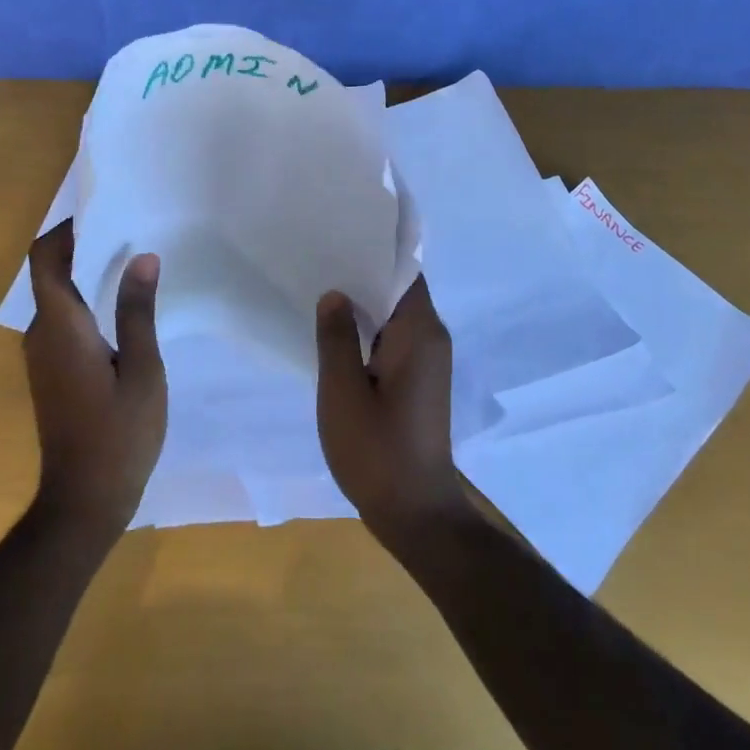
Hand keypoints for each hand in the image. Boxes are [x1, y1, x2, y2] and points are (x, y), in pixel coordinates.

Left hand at [24, 220, 167, 541]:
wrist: (83, 503)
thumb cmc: (118, 435)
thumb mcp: (143, 370)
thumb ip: (138, 311)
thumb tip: (142, 256)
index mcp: (61, 326)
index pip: (44, 259)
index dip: (64, 231)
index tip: (102, 213)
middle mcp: (42, 334)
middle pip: (50, 273)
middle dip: (82, 247)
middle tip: (129, 232)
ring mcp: (42, 356)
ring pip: (57, 298)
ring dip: (85, 275)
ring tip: (131, 263)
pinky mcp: (50, 373)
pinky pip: (62, 321)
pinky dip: (85, 302)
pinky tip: (121, 310)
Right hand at [315, 277, 473, 548]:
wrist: (416, 514)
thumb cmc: (377, 451)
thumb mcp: (343, 391)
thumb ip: (336, 337)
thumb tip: (335, 294)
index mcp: (420, 332)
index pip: (404, 271)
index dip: (375, 250)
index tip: (340, 235)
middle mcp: (431, 338)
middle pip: (398, 288)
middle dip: (362, 273)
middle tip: (319, 257)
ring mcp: (427, 360)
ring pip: (394, 314)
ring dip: (363, 302)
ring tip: (320, 285)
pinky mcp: (418, 380)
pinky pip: (393, 337)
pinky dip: (369, 328)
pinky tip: (335, 329)